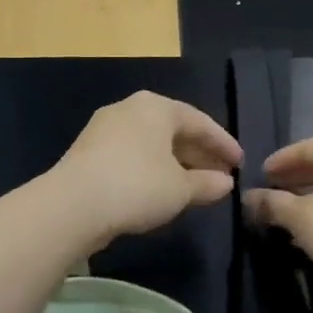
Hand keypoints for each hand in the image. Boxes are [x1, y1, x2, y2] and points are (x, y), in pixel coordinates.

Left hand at [50, 92, 242, 245]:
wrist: (72, 205)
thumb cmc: (137, 186)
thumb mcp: (181, 189)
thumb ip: (207, 184)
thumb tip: (226, 183)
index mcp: (156, 107)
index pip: (200, 122)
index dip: (223, 144)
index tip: (240, 164)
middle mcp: (129, 109)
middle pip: (174, 131)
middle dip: (199, 154)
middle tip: (221, 175)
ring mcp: (105, 129)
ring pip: (152, 144)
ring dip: (176, 164)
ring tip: (195, 186)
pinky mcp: (88, 153)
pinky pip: (132, 156)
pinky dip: (152, 170)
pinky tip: (162, 191)